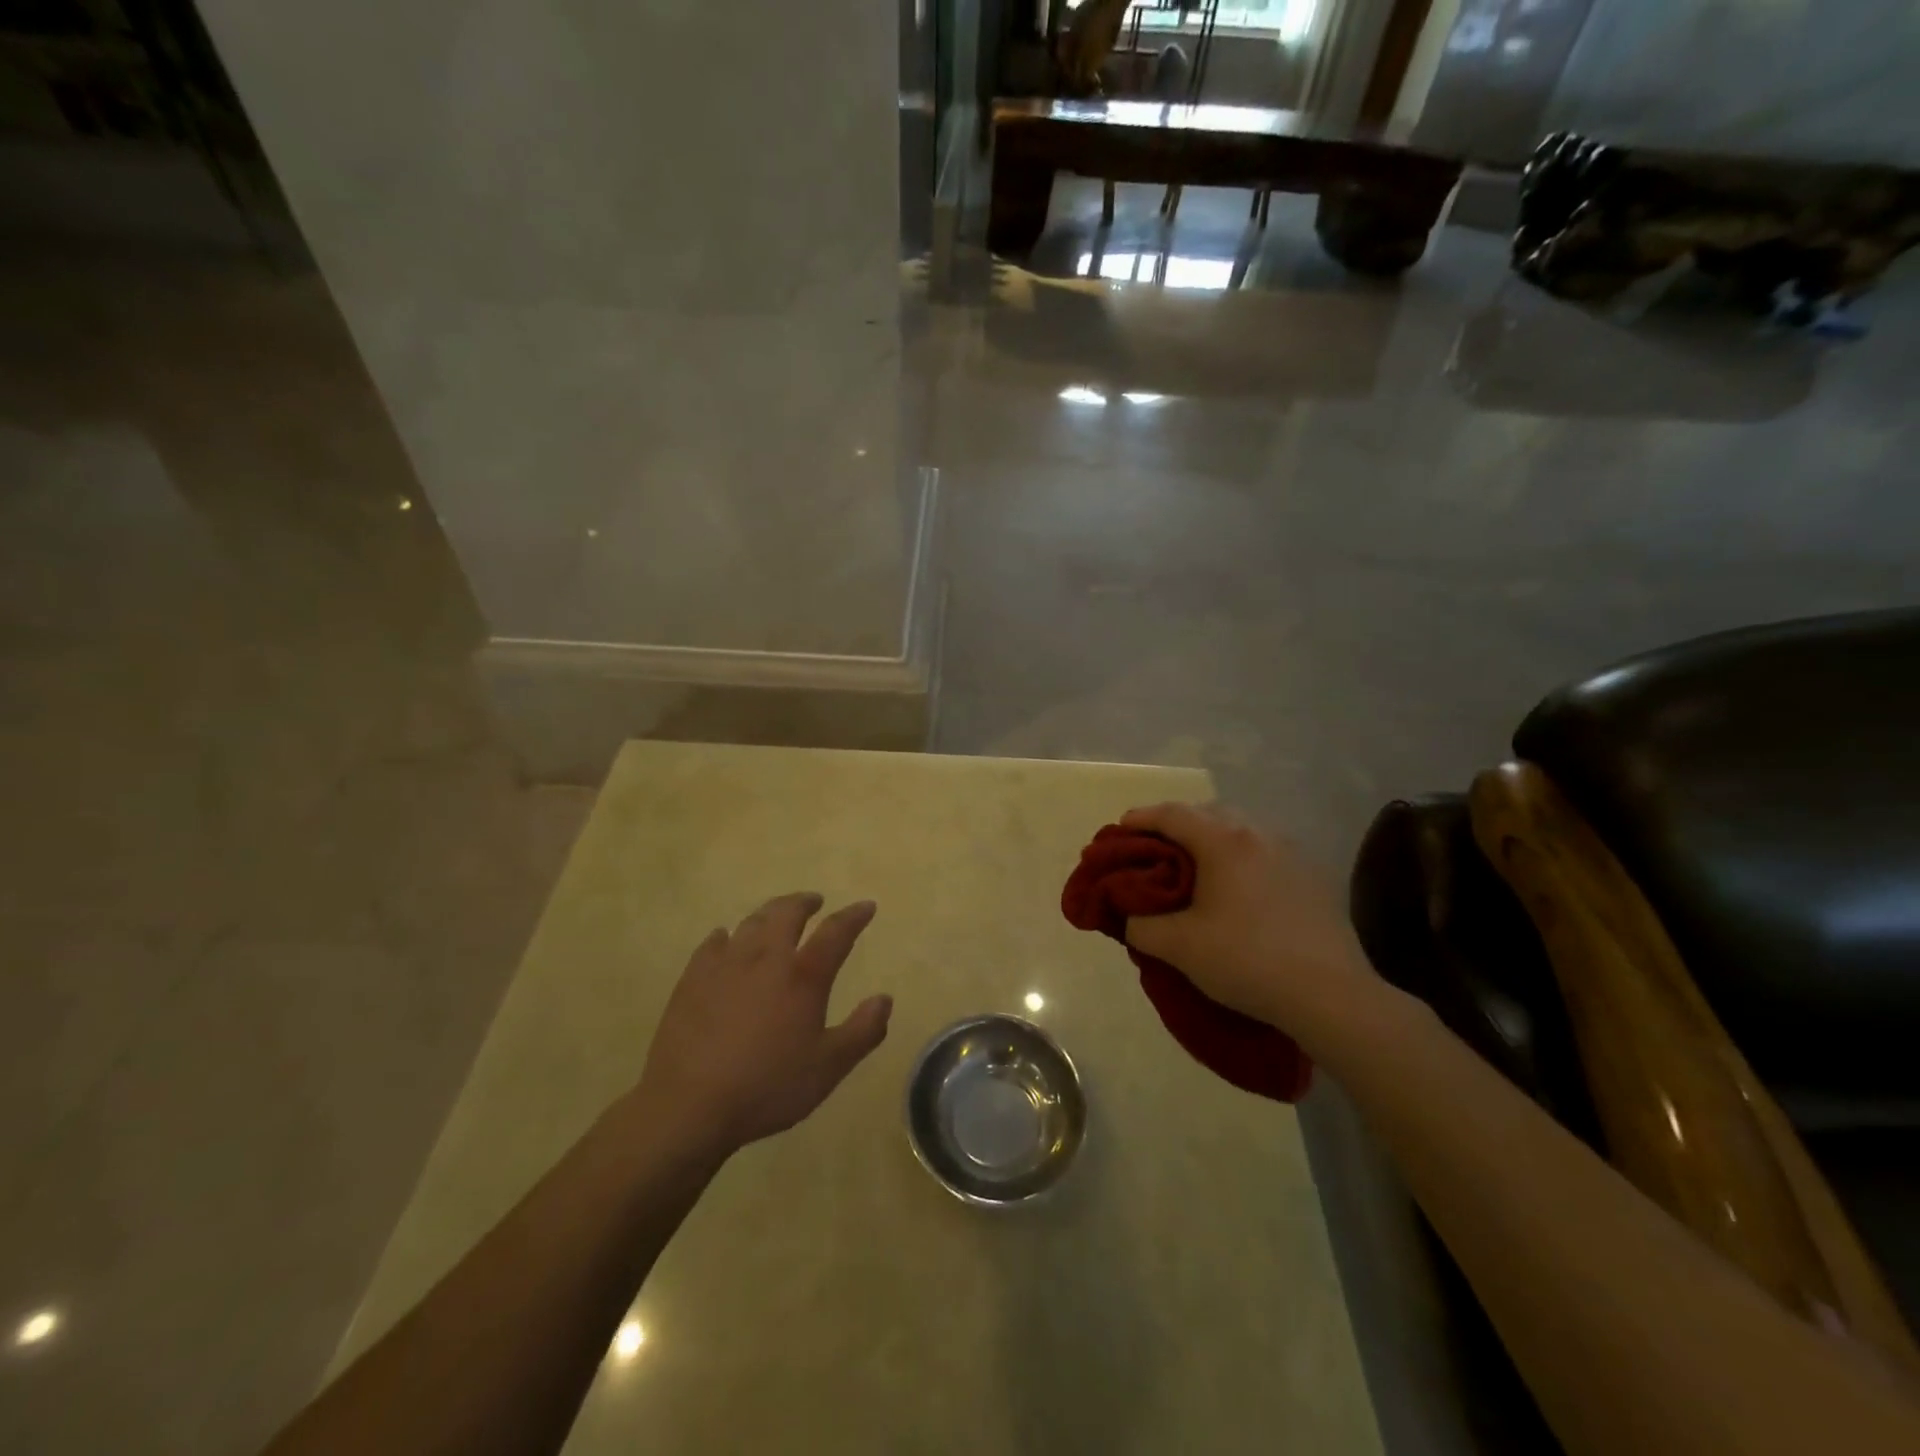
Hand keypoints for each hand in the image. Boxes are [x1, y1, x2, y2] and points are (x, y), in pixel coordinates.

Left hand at [636, 894, 891, 1153]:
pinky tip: (726, 939)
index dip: (854, 916)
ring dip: (769, 913)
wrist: (689, 1105)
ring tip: (776, 916)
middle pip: (787, 913)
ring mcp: (725, 964)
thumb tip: (884, 999)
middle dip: (804, 902)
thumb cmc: (767, 1086)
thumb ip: (863, 1031)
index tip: (866, 906)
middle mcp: (766, 958)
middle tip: (814, 902)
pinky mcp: (693, 978)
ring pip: (751, 922)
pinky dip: (726, 935)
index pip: (836, 932)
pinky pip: (713, 943)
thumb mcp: (829, 1067)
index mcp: (804, 976)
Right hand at [1120, 802, 1371, 1033]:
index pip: (1172, 814)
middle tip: (1155, 847)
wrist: (1330, 995)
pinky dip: (1241, 856)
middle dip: (1177, 823)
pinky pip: (1265, 851)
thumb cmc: (1247, 960)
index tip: (1120, 829)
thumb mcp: (1179, 947)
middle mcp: (1258, 834)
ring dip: (1212, 838)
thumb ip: (1142, 926)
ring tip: (1196, 866)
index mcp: (1223, 841)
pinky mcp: (1313, 876)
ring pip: (1241, 829)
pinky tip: (1238, 887)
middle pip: (1208, 812)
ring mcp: (1291, 852)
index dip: (1141, 818)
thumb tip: (1131, 918)